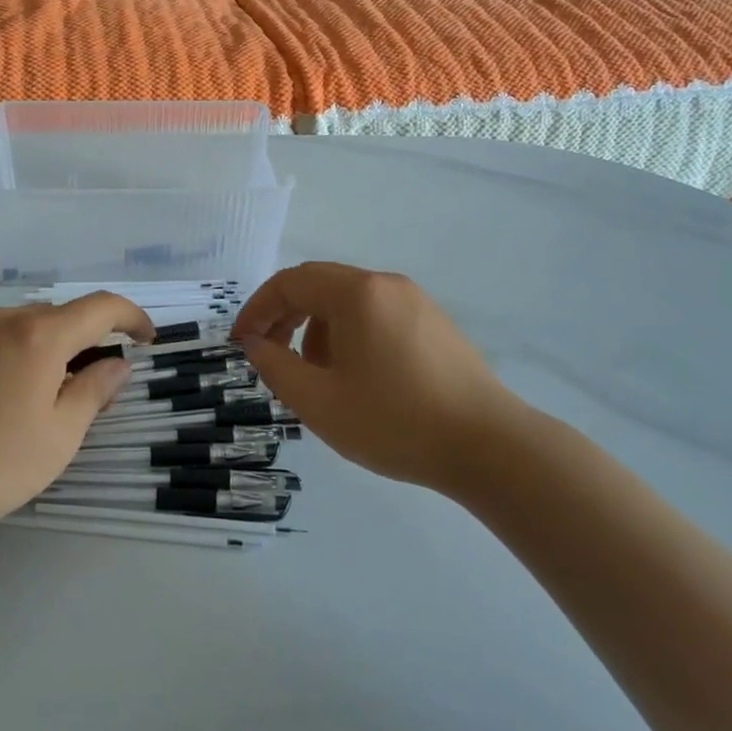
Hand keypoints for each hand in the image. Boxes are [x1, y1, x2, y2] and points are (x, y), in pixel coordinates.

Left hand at [0, 295, 153, 544]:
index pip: (100, 307)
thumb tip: (116, 364)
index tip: (145, 338)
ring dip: (32, 349)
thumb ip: (94, 392)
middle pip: (53, 318)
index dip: (131, 317)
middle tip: (81, 384)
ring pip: (10, 327)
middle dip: (77, 342)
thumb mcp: (58, 438)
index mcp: (38, 337)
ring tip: (22, 397)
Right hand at [235, 262, 528, 491]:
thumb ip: (275, 367)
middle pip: (319, 284)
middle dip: (285, 315)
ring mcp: (415, 300)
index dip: (257, 309)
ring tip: (317, 375)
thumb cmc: (395, 422)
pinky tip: (357, 376)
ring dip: (317, 327)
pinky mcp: (434, 322)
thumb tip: (255, 343)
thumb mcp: (319, 402)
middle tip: (269, 353)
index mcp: (356, 293)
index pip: (290, 283)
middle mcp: (385, 284)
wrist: (490, 447)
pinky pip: (376, 313)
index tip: (241, 343)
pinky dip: (350, 333)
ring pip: (348, 300)